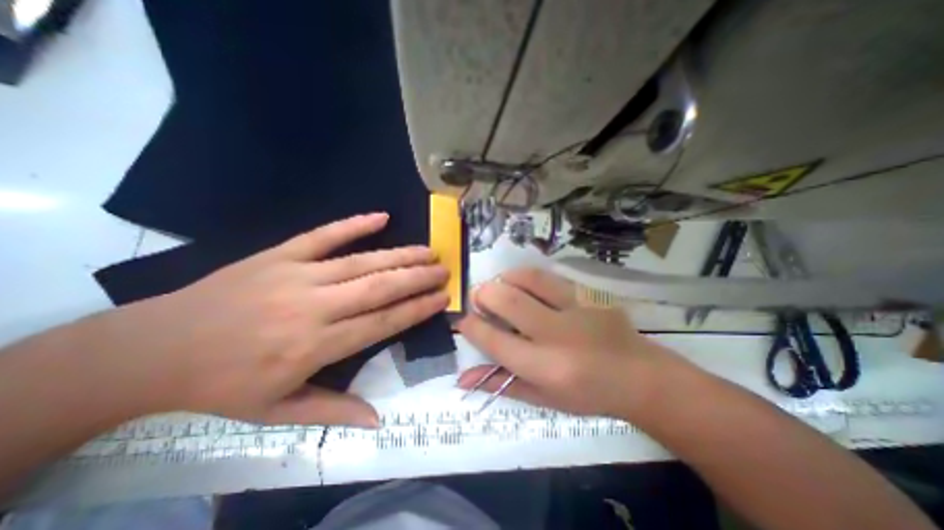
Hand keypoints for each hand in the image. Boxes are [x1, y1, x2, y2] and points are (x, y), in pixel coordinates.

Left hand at [83, 214, 445, 428]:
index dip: (416, 309)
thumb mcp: (276, 412)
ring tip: (428, 250)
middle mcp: (314, 306)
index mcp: (316, 345)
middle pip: (379, 287)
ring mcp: (297, 275)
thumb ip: (332, 411)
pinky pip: (324, 235)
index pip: (382, 322)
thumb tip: (377, 420)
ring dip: (400, 255)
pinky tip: (380, 217)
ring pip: (362, 262)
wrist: (147, 352)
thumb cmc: (219, 387)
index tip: (441, 298)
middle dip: (417, 278)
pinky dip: (354, 224)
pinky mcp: (279, 254)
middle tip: (444, 270)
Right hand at [456, 270, 678, 418]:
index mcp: (545, 367)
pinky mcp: (588, 294)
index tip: (464, 320)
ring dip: (504, 279)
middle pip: (508, 302)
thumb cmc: (586, 394)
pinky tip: (523, 284)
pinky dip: (526, 276)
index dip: (471, 326)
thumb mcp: (541, 397)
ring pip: (528, 280)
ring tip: (499, 287)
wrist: (639, 376)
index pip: (494, 340)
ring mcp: (576, 308)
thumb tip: (461, 378)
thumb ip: (500, 384)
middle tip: (479, 297)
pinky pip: (548, 276)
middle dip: (484, 295)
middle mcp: (558, 335)